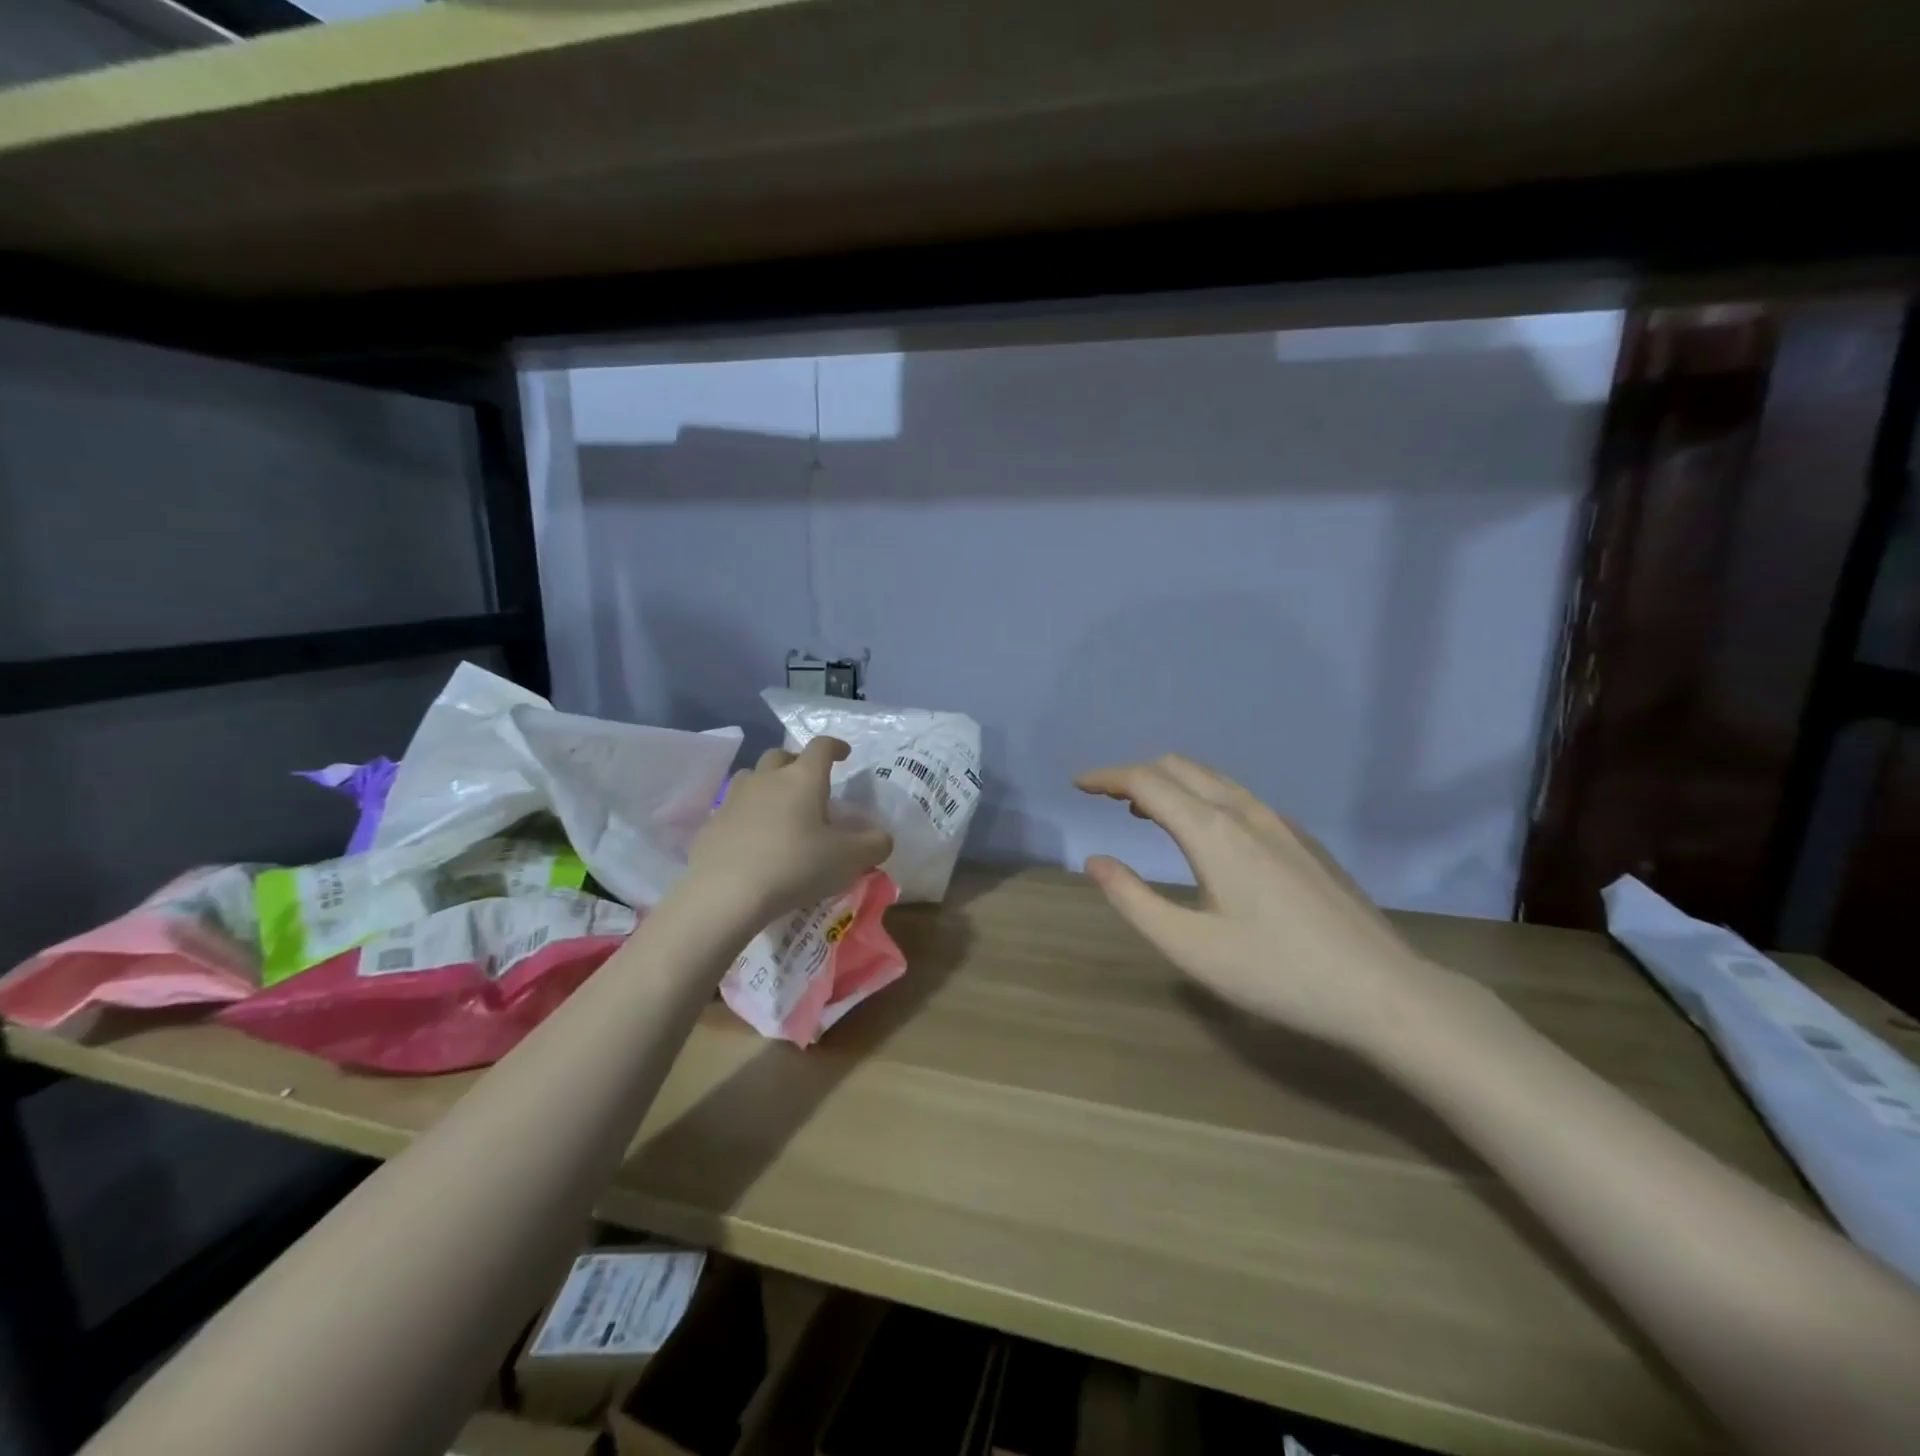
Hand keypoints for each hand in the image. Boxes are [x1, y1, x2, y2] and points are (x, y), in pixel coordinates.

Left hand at [686, 738, 893, 923]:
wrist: (726, 893)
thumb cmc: (796, 867)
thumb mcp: (849, 860)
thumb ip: (874, 844)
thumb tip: (882, 837)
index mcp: (803, 779)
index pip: (821, 747)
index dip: (835, 746)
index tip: (844, 754)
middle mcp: (767, 779)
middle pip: (781, 755)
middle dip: (797, 763)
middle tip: (809, 784)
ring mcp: (734, 799)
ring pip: (752, 777)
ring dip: (767, 784)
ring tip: (778, 808)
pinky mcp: (711, 824)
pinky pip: (732, 810)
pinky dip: (746, 816)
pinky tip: (753, 841)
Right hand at [1076, 754, 1445, 1050]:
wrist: (1383, 991)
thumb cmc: (1276, 973)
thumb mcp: (1189, 947)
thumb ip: (1133, 899)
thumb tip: (1095, 860)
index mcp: (1213, 832)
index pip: (1146, 782)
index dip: (1107, 777)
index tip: (1078, 784)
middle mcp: (1245, 812)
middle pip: (1179, 767)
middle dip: (1135, 774)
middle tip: (1105, 797)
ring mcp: (1280, 822)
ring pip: (1212, 779)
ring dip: (1170, 783)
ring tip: (1143, 811)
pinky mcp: (1303, 839)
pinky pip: (1237, 796)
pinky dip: (1201, 796)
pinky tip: (1203, 833)